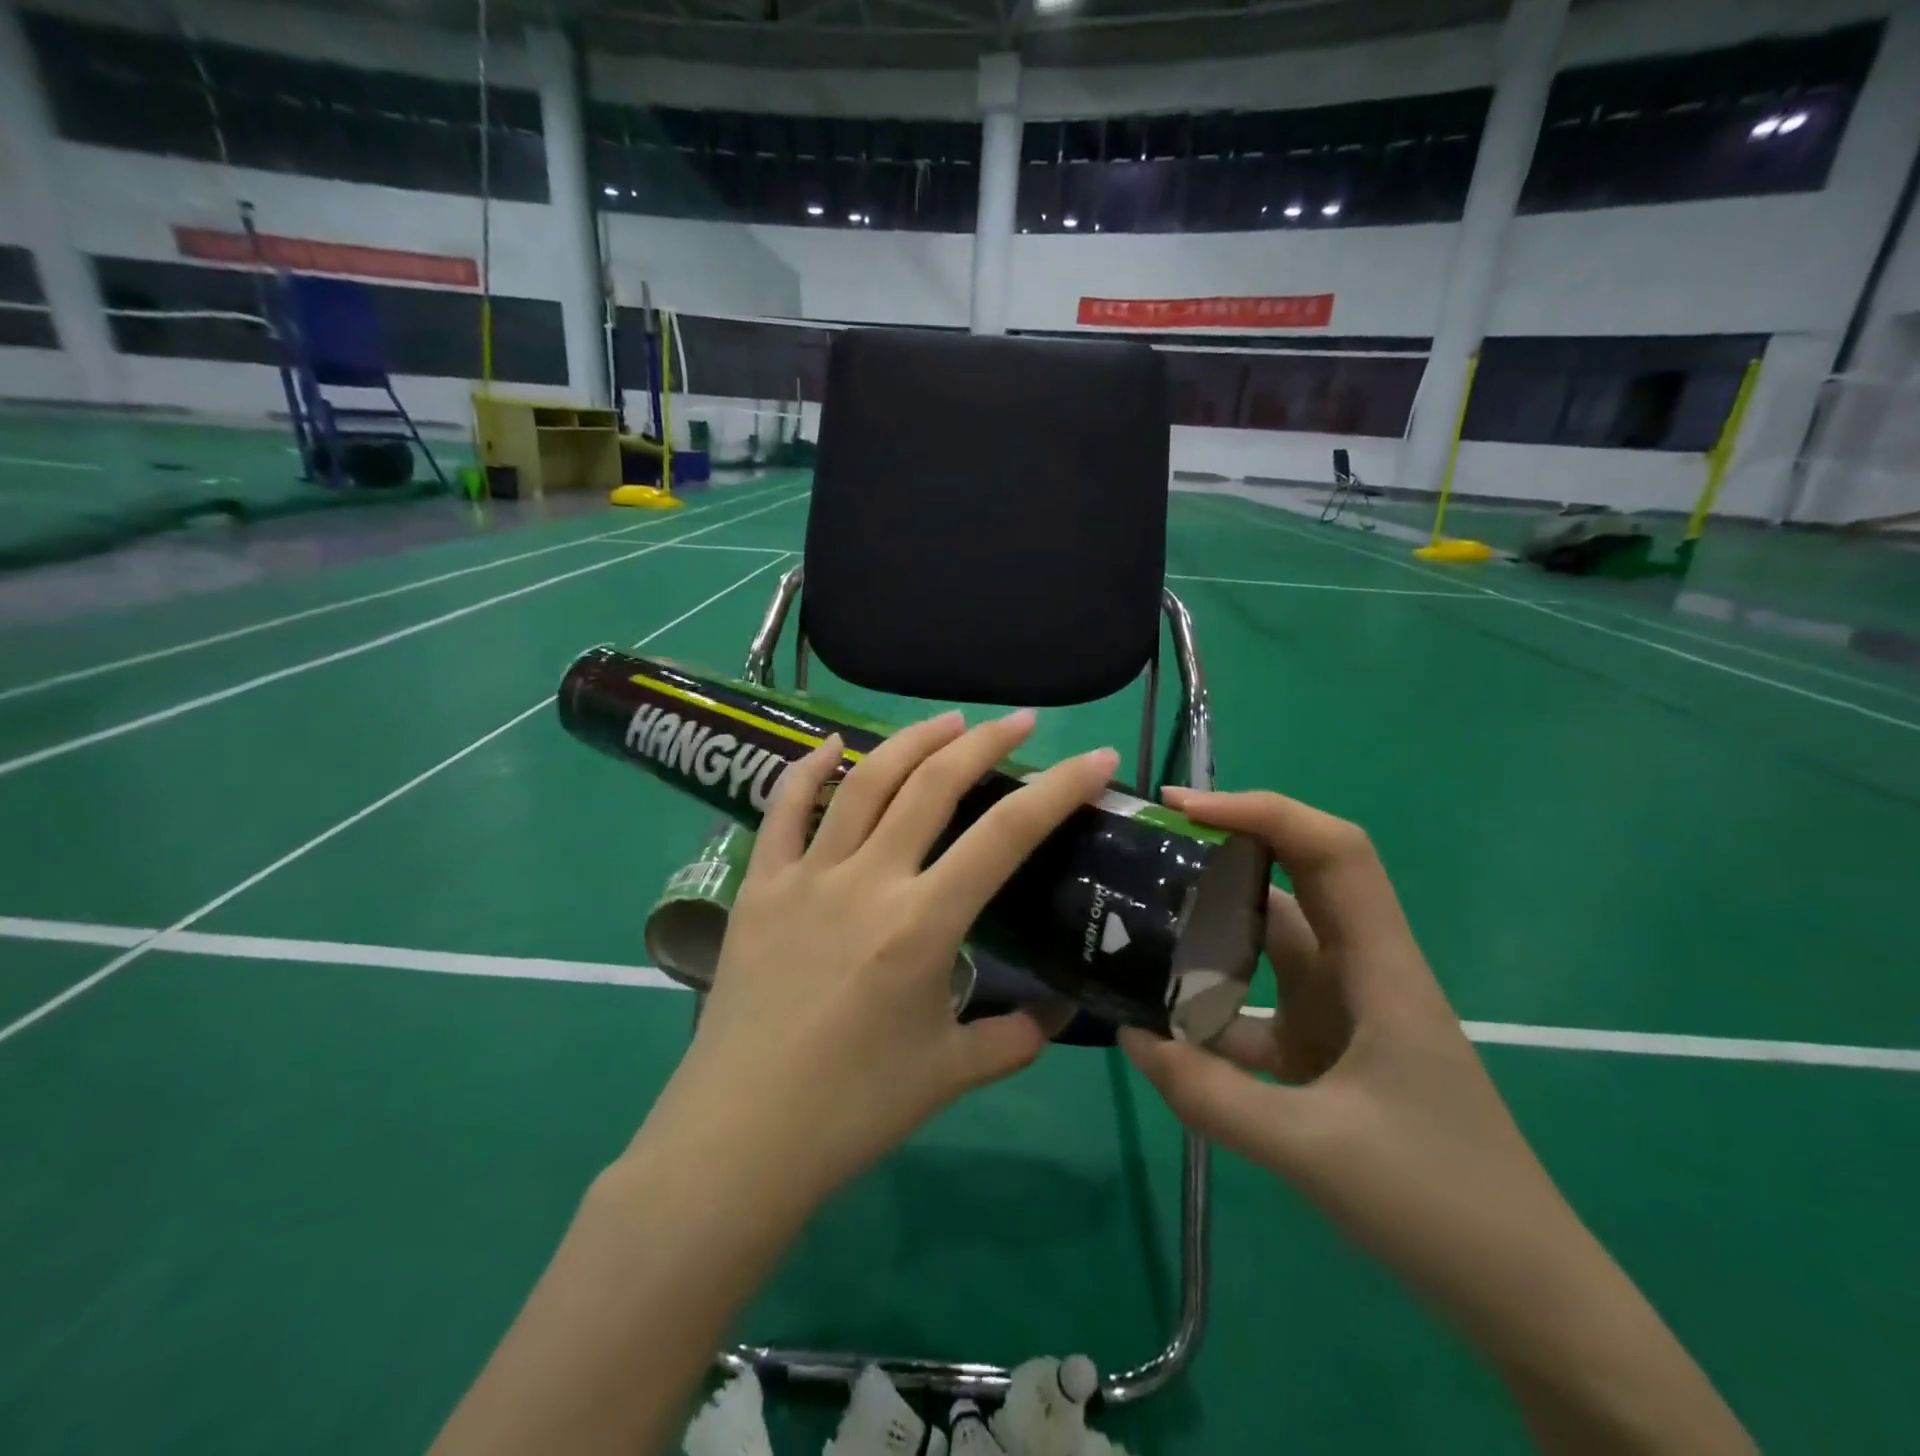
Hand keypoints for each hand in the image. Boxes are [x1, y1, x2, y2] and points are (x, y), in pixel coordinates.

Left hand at [664, 710, 1118, 1203]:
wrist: (740, 1139)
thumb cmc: (851, 1110)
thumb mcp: (947, 1074)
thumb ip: (1012, 1040)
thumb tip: (1053, 1016)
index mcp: (922, 925)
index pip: (1006, 836)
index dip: (1059, 789)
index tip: (1095, 756)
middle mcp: (867, 881)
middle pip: (933, 785)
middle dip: (985, 742)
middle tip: (1020, 721)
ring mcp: (806, 877)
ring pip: (864, 781)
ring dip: (912, 741)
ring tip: (949, 721)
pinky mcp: (759, 886)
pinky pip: (781, 810)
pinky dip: (809, 769)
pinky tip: (834, 744)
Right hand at [1120, 788, 1564, 1295]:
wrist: (1526, 1299)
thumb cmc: (1442, 1205)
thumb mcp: (1314, 1151)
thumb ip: (1211, 1095)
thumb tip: (1130, 1037)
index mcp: (1380, 969)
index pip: (1332, 852)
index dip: (1263, 812)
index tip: (1184, 810)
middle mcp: (1360, 973)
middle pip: (1296, 881)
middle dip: (1226, 852)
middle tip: (1149, 850)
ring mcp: (1343, 1013)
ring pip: (1269, 945)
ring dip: (1211, 931)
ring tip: (1139, 923)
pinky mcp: (1327, 1053)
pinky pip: (1258, 1009)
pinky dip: (1212, 1011)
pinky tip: (1163, 1030)